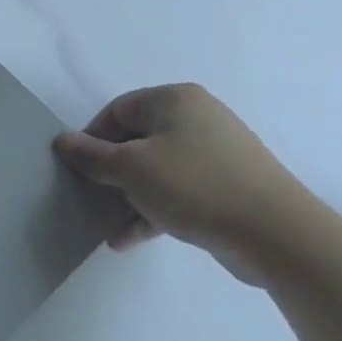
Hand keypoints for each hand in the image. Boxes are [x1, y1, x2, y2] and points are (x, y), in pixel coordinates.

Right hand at [54, 84, 328, 284]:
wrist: (278, 236)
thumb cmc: (195, 186)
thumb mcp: (132, 169)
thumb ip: (92, 155)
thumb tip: (62, 141)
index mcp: (175, 100)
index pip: (118, 110)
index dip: (92, 138)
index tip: (78, 168)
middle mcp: (197, 118)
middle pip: (136, 140)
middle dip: (110, 172)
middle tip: (90, 196)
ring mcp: (217, 154)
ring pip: (156, 170)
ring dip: (129, 197)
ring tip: (107, 225)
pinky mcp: (228, 187)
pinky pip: (178, 192)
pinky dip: (153, 210)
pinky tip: (129, 240)